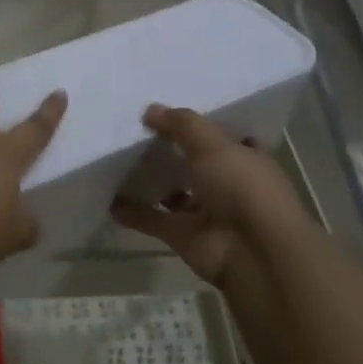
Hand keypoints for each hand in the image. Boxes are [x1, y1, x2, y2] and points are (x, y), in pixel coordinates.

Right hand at [111, 104, 307, 290]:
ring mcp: (205, 212)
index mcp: (246, 158)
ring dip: (150, 182)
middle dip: (169, 151)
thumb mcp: (214, 145)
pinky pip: (153, 220)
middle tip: (134, 132)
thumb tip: (150, 110)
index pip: (222, 137)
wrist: (253, 253)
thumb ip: (182, 124)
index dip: (198, 126)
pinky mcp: (184, 236)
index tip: (169, 112)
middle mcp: (228, 184)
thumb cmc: (243, 188)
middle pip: (194, 164)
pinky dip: (133, 212)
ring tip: (117, 161)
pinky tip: (109, 200)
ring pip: (173, 192)